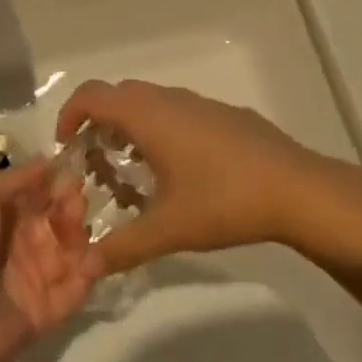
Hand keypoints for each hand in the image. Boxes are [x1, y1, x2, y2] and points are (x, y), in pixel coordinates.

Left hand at [0, 158, 95, 361]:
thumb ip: (17, 178)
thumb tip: (48, 159)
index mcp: (6, 218)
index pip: (41, 195)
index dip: (58, 183)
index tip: (73, 172)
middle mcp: (24, 245)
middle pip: (60, 220)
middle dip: (72, 206)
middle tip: (76, 202)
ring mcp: (39, 278)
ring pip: (73, 251)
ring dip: (82, 236)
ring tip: (79, 229)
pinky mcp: (52, 311)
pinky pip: (77, 289)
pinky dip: (88, 274)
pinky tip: (93, 259)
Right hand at [55, 80, 348, 272]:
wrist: (295, 188)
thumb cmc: (224, 200)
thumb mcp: (168, 229)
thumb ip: (123, 247)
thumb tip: (84, 265)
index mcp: (147, 115)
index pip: (91, 95)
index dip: (69, 114)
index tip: (65, 146)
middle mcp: (168, 99)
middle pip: (118, 96)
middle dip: (98, 124)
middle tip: (96, 164)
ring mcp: (198, 103)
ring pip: (149, 102)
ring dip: (130, 127)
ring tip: (133, 171)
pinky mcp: (222, 114)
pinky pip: (175, 111)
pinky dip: (159, 129)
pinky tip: (178, 171)